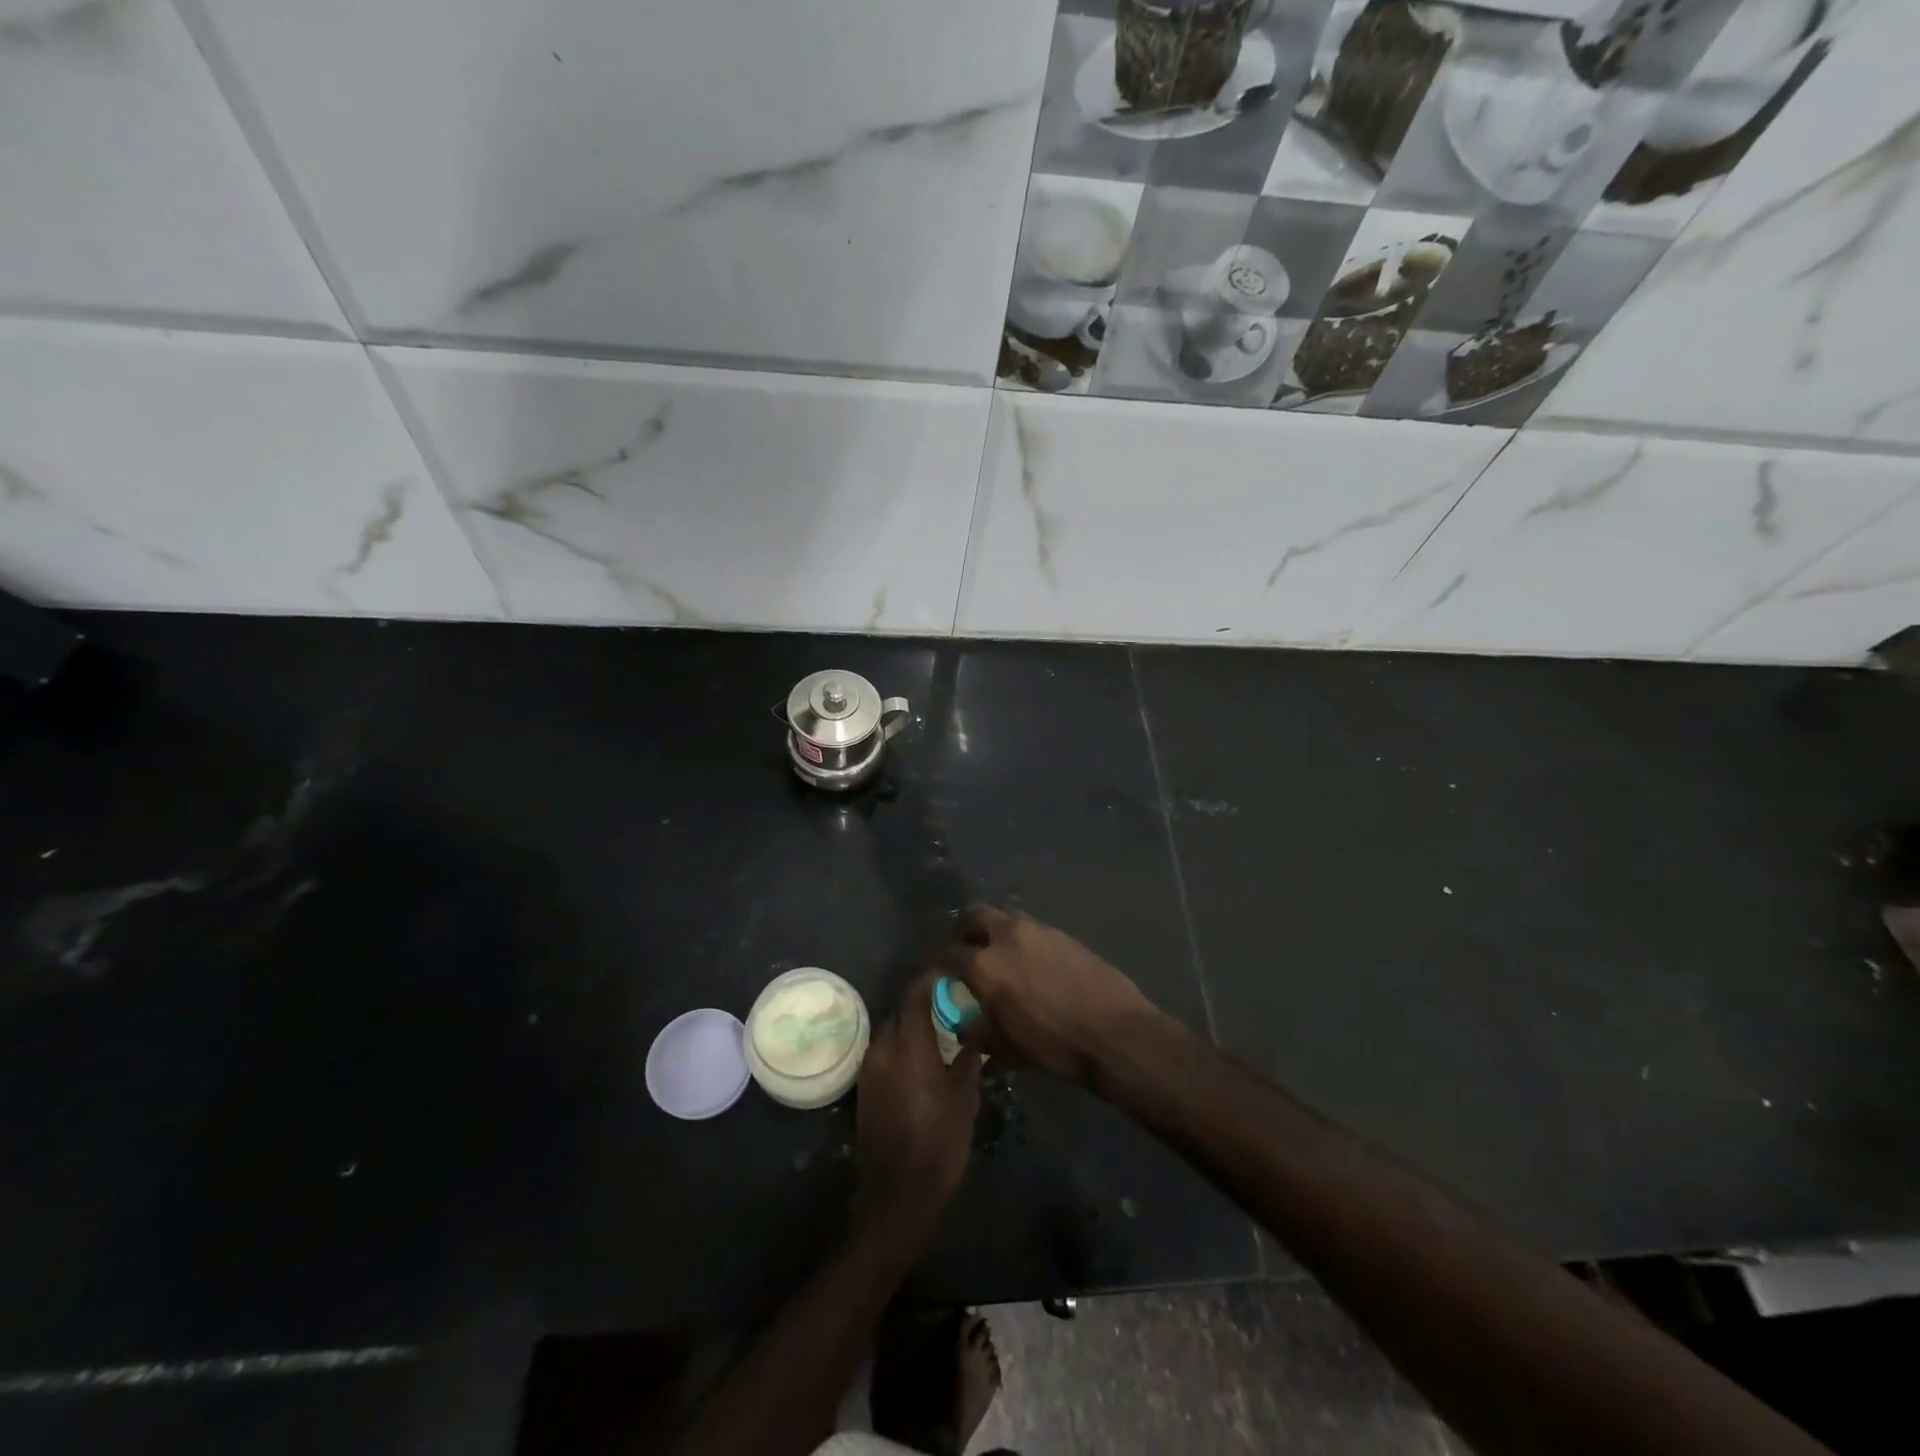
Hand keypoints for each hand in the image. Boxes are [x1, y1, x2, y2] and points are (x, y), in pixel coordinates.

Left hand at [853, 973, 980, 1247]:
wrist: (899, 1193)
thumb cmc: (940, 1141)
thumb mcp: (965, 1095)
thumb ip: (970, 1053)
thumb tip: (976, 1025)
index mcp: (908, 1043)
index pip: (916, 992)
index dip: (933, 978)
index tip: (953, 972)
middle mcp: (882, 1047)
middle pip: (901, 1008)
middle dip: (923, 1000)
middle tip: (951, 1000)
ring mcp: (869, 1066)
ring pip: (891, 1029)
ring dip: (912, 1022)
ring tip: (940, 1025)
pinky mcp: (864, 1085)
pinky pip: (884, 1050)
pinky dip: (902, 1043)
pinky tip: (923, 1054)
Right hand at [950, 904, 1165, 1086]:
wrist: (1114, 1032)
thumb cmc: (1054, 1046)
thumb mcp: (1006, 1048)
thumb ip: (976, 1031)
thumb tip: (962, 1023)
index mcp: (985, 966)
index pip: (951, 955)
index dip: (945, 966)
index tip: (947, 976)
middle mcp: (1006, 936)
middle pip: (973, 914)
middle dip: (965, 928)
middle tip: (968, 947)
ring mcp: (1037, 929)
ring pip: (1004, 914)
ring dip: (995, 927)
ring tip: (1000, 951)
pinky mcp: (1061, 932)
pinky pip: (1031, 926)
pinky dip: (1022, 936)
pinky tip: (1031, 959)